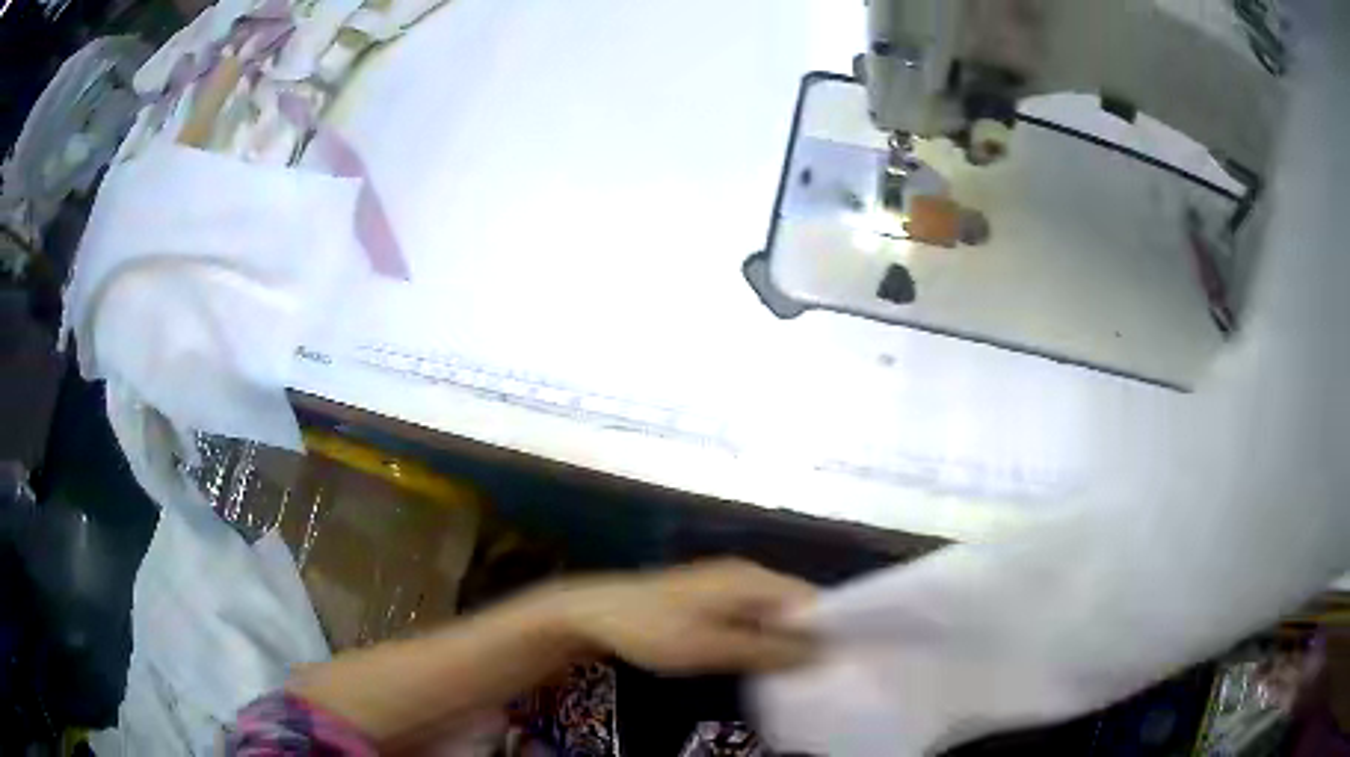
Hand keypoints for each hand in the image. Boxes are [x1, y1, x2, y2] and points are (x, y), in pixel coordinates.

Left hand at [552, 559, 817, 674]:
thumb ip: (767, 650)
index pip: (811, 598)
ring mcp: (728, 585)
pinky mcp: (712, 599)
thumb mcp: (712, 646)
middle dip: (810, 636)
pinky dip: (763, 638)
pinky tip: (766, 662)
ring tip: (803, 673)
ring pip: (774, 613)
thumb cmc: (654, 629)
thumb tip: (820, 653)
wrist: (595, 613)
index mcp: (751, 578)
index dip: (831, 627)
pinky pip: (753, 617)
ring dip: (786, 640)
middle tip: (825, 673)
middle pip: (795, 605)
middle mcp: (746, 575)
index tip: (845, 659)